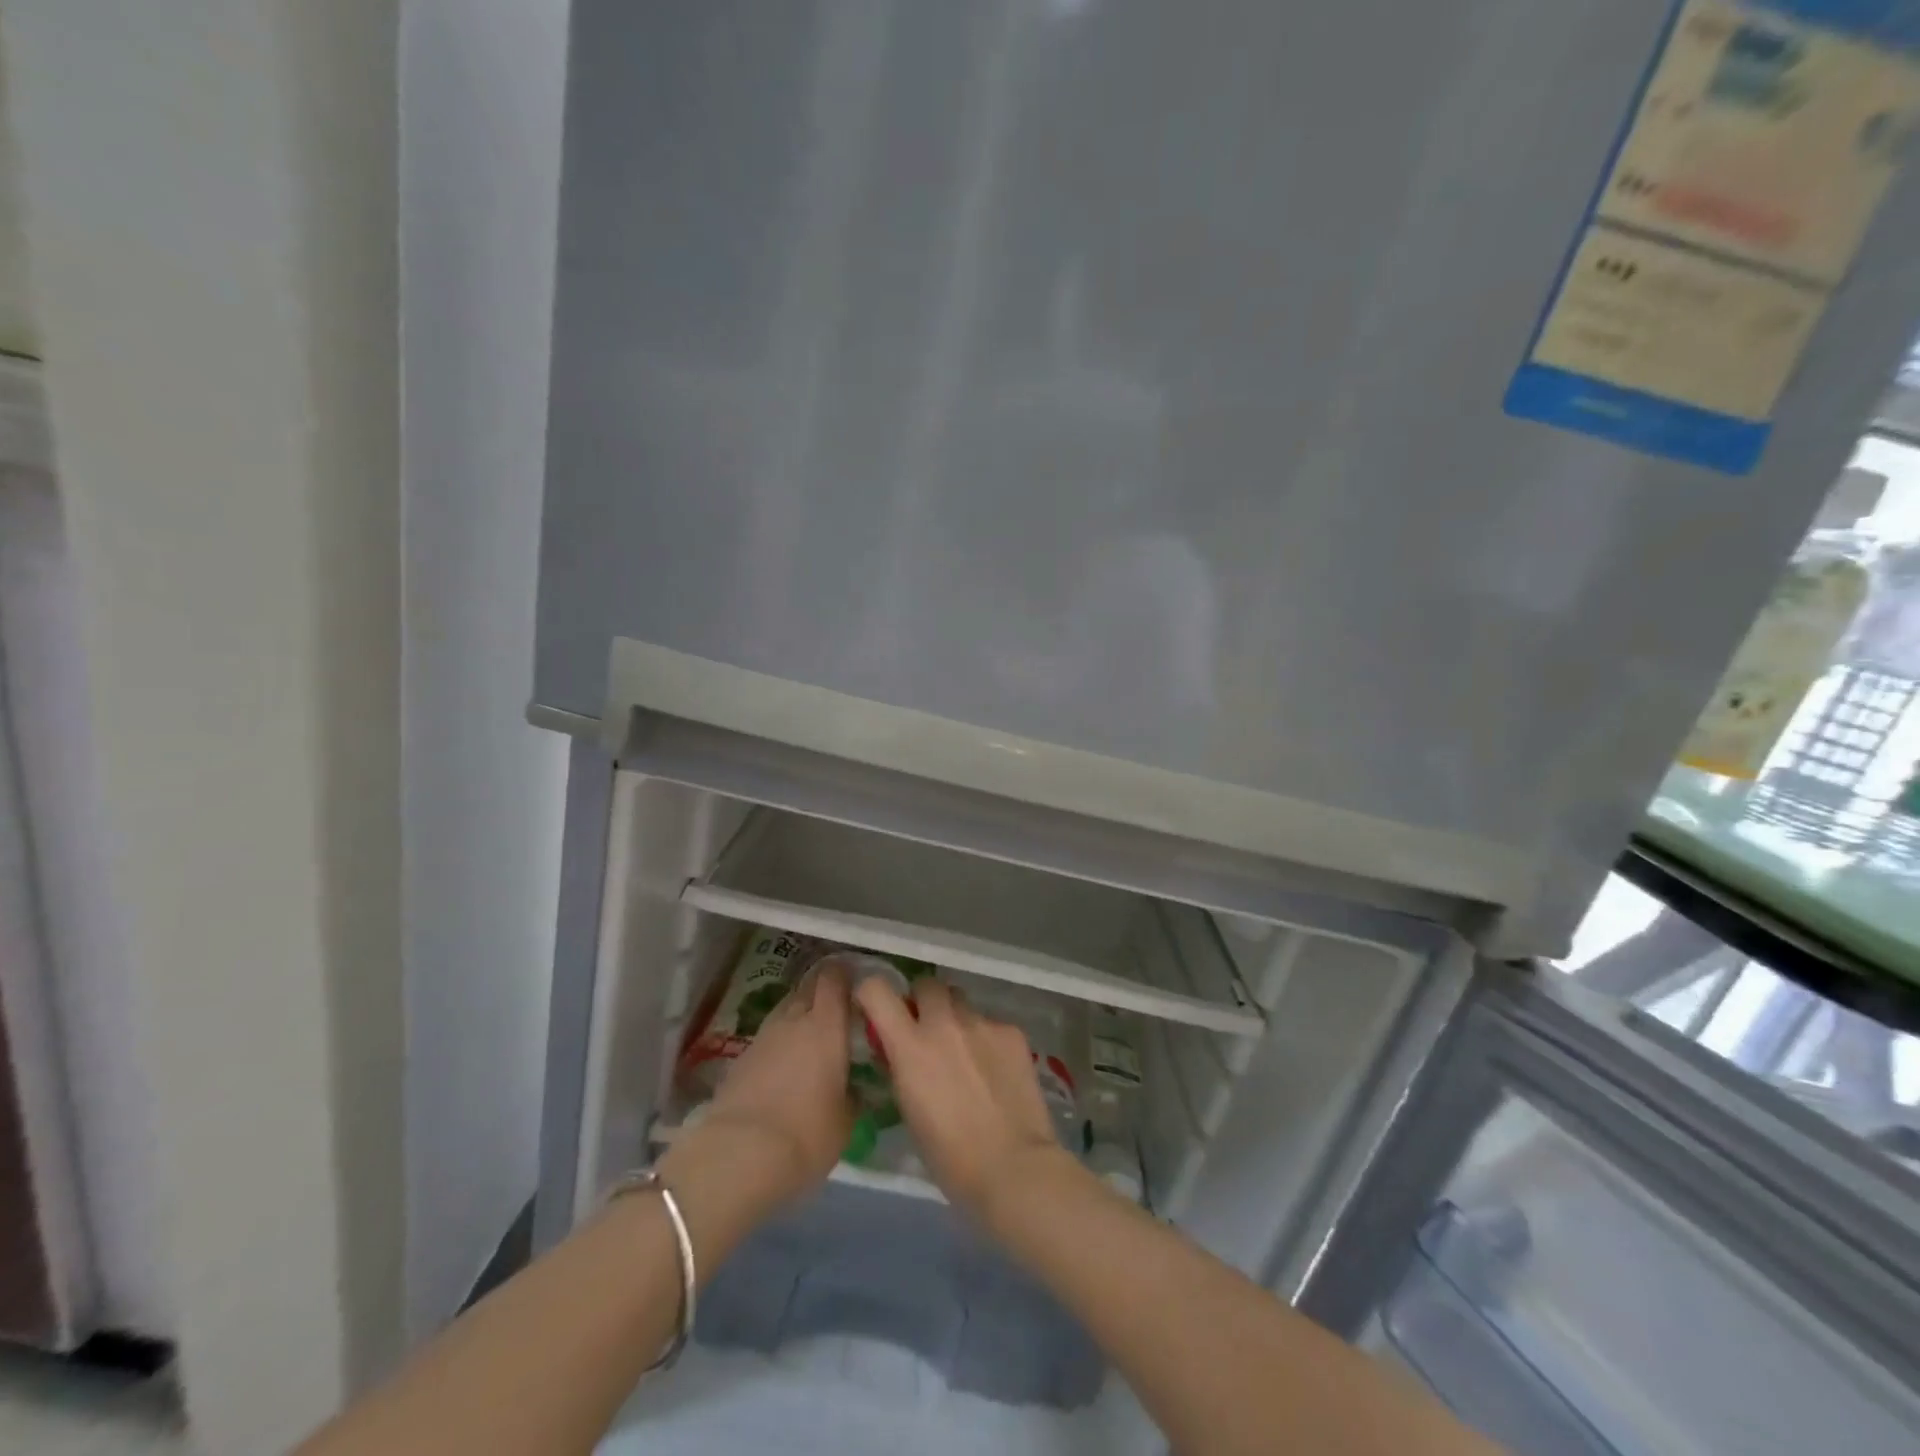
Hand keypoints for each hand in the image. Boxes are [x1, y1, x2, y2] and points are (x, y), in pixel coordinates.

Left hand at [662, 961, 853, 1228]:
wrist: (737, 1157)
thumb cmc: (806, 1134)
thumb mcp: (845, 1121)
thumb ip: (852, 1094)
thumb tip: (853, 1086)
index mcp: (826, 1025)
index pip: (834, 979)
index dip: (844, 974)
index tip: (856, 981)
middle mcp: (793, 1020)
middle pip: (807, 988)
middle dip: (822, 990)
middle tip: (837, 1007)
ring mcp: (762, 1038)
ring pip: (785, 1011)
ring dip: (798, 1017)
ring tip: (811, 1038)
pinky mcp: (739, 1059)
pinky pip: (767, 1039)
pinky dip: (779, 1044)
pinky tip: (785, 1066)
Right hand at [855, 976, 1065, 1219]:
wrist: (1013, 1167)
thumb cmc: (950, 1157)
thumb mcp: (908, 1110)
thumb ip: (901, 1068)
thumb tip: (898, 1051)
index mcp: (910, 1045)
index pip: (877, 990)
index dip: (872, 993)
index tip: (876, 1008)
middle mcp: (944, 1022)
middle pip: (927, 984)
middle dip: (923, 1001)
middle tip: (928, 1029)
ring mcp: (982, 1023)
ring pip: (961, 1001)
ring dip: (956, 1017)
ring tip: (965, 1051)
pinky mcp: (1012, 1031)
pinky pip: (991, 1023)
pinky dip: (987, 1039)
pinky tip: (996, 1071)